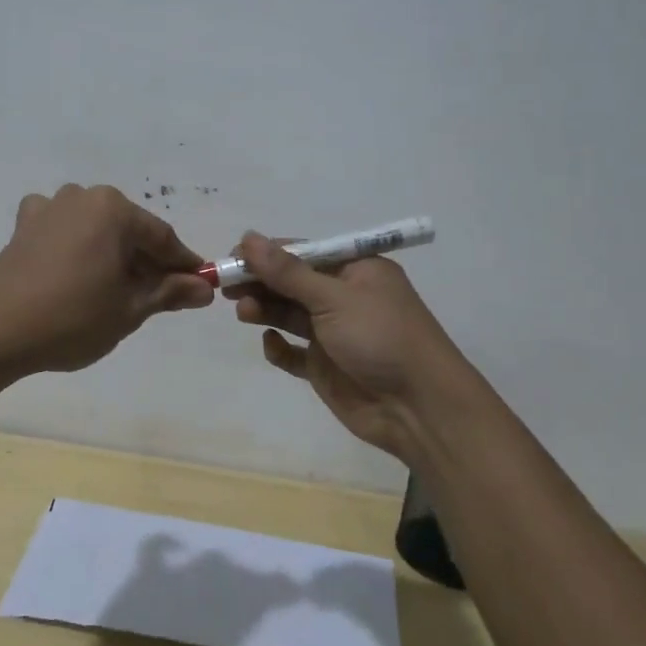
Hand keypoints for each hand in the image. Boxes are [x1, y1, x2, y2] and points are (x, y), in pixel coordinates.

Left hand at [0, 185, 214, 375]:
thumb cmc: (73, 318)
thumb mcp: (130, 309)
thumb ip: (170, 292)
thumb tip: (205, 289)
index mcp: (113, 209)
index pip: (162, 238)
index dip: (183, 265)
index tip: (199, 288)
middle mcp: (82, 196)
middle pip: (129, 231)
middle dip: (147, 262)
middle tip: (159, 298)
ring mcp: (49, 208)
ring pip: (97, 230)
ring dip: (113, 255)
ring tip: (118, 291)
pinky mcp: (24, 226)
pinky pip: (64, 231)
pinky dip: (78, 248)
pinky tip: (76, 271)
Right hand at [226, 232, 473, 458]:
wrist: (418, 408)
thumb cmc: (381, 338)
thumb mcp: (333, 297)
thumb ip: (287, 271)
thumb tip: (248, 237)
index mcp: (355, 269)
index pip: (303, 252)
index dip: (267, 254)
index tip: (233, 257)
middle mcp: (344, 297)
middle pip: (291, 282)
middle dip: (260, 283)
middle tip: (227, 287)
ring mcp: (334, 333)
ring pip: (288, 314)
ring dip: (265, 310)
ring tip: (243, 313)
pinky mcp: (325, 366)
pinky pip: (293, 352)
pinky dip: (279, 347)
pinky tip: (272, 345)